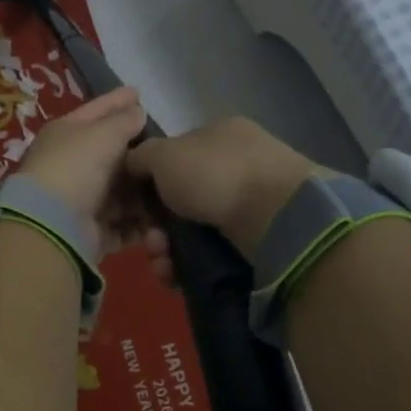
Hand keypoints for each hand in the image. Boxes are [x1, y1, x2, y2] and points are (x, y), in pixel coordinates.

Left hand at [15, 88, 154, 256]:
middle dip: (136, 151)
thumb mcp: (103, 133)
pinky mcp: (91, 230)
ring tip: (171, 186)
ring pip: (119, 191)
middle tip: (165, 144)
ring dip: (143, 192)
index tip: (138, 91)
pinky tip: (162, 220)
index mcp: (66, 133)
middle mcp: (71, 164)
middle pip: (109, 153)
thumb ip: (124, 121)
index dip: (117, 100)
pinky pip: (122, 224)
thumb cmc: (76, 166)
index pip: (96, 110)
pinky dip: (140, 224)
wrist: (52, 222)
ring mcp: (81, 199)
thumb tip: (136, 111)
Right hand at [125, 117, 320, 261]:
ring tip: (162, 264)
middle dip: (157, 225)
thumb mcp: (165, 154)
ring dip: (168, 249)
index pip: (177, 154)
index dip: (151, 180)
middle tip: (151, 241)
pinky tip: (176, 276)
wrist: (277, 217)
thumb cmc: (215, 174)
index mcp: (220, 135)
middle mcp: (237, 165)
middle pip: (182, 198)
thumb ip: (142, 156)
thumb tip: (133, 164)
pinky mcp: (259, 240)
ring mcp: (252, 203)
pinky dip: (189, 265)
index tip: (137, 204)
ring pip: (194, 230)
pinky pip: (212, 253)